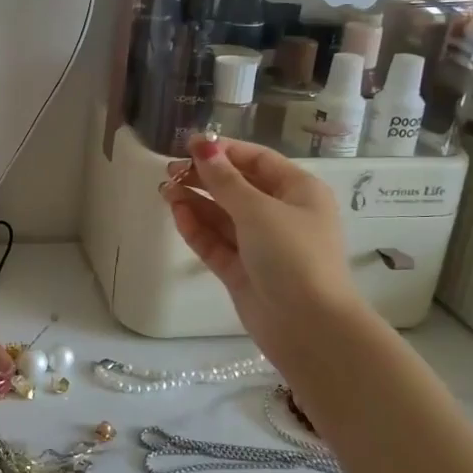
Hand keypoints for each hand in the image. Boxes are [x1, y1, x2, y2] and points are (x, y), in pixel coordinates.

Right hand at [161, 134, 367, 373]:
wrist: (308, 327)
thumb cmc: (292, 255)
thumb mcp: (258, 210)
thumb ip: (224, 179)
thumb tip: (202, 146)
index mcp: (298, 191)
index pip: (257, 160)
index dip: (223, 151)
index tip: (188, 145)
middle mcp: (281, 214)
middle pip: (237, 187)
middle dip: (204, 177)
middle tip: (170, 172)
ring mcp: (261, 245)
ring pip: (222, 216)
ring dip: (195, 202)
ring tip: (164, 191)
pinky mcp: (242, 271)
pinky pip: (216, 242)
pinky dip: (197, 228)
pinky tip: (177, 214)